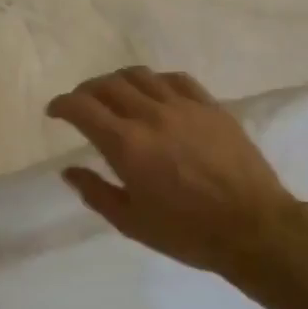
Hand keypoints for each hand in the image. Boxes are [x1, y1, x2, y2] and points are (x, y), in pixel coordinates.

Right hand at [47, 67, 302, 276]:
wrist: (252, 226)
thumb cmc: (187, 232)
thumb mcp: (131, 223)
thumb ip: (96, 193)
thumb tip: (69, 171)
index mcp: (127, 145)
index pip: (82, 108)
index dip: (62, 104)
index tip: (55, 112)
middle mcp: (151, 115)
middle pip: (108, 84)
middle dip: (86, 91)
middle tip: (82, 105)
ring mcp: (184, 106)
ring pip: (141, 75)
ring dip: (118, 81)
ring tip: (115, 95)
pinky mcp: (211, 106)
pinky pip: (176, 79)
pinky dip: (155, 81)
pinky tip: (155, 93)